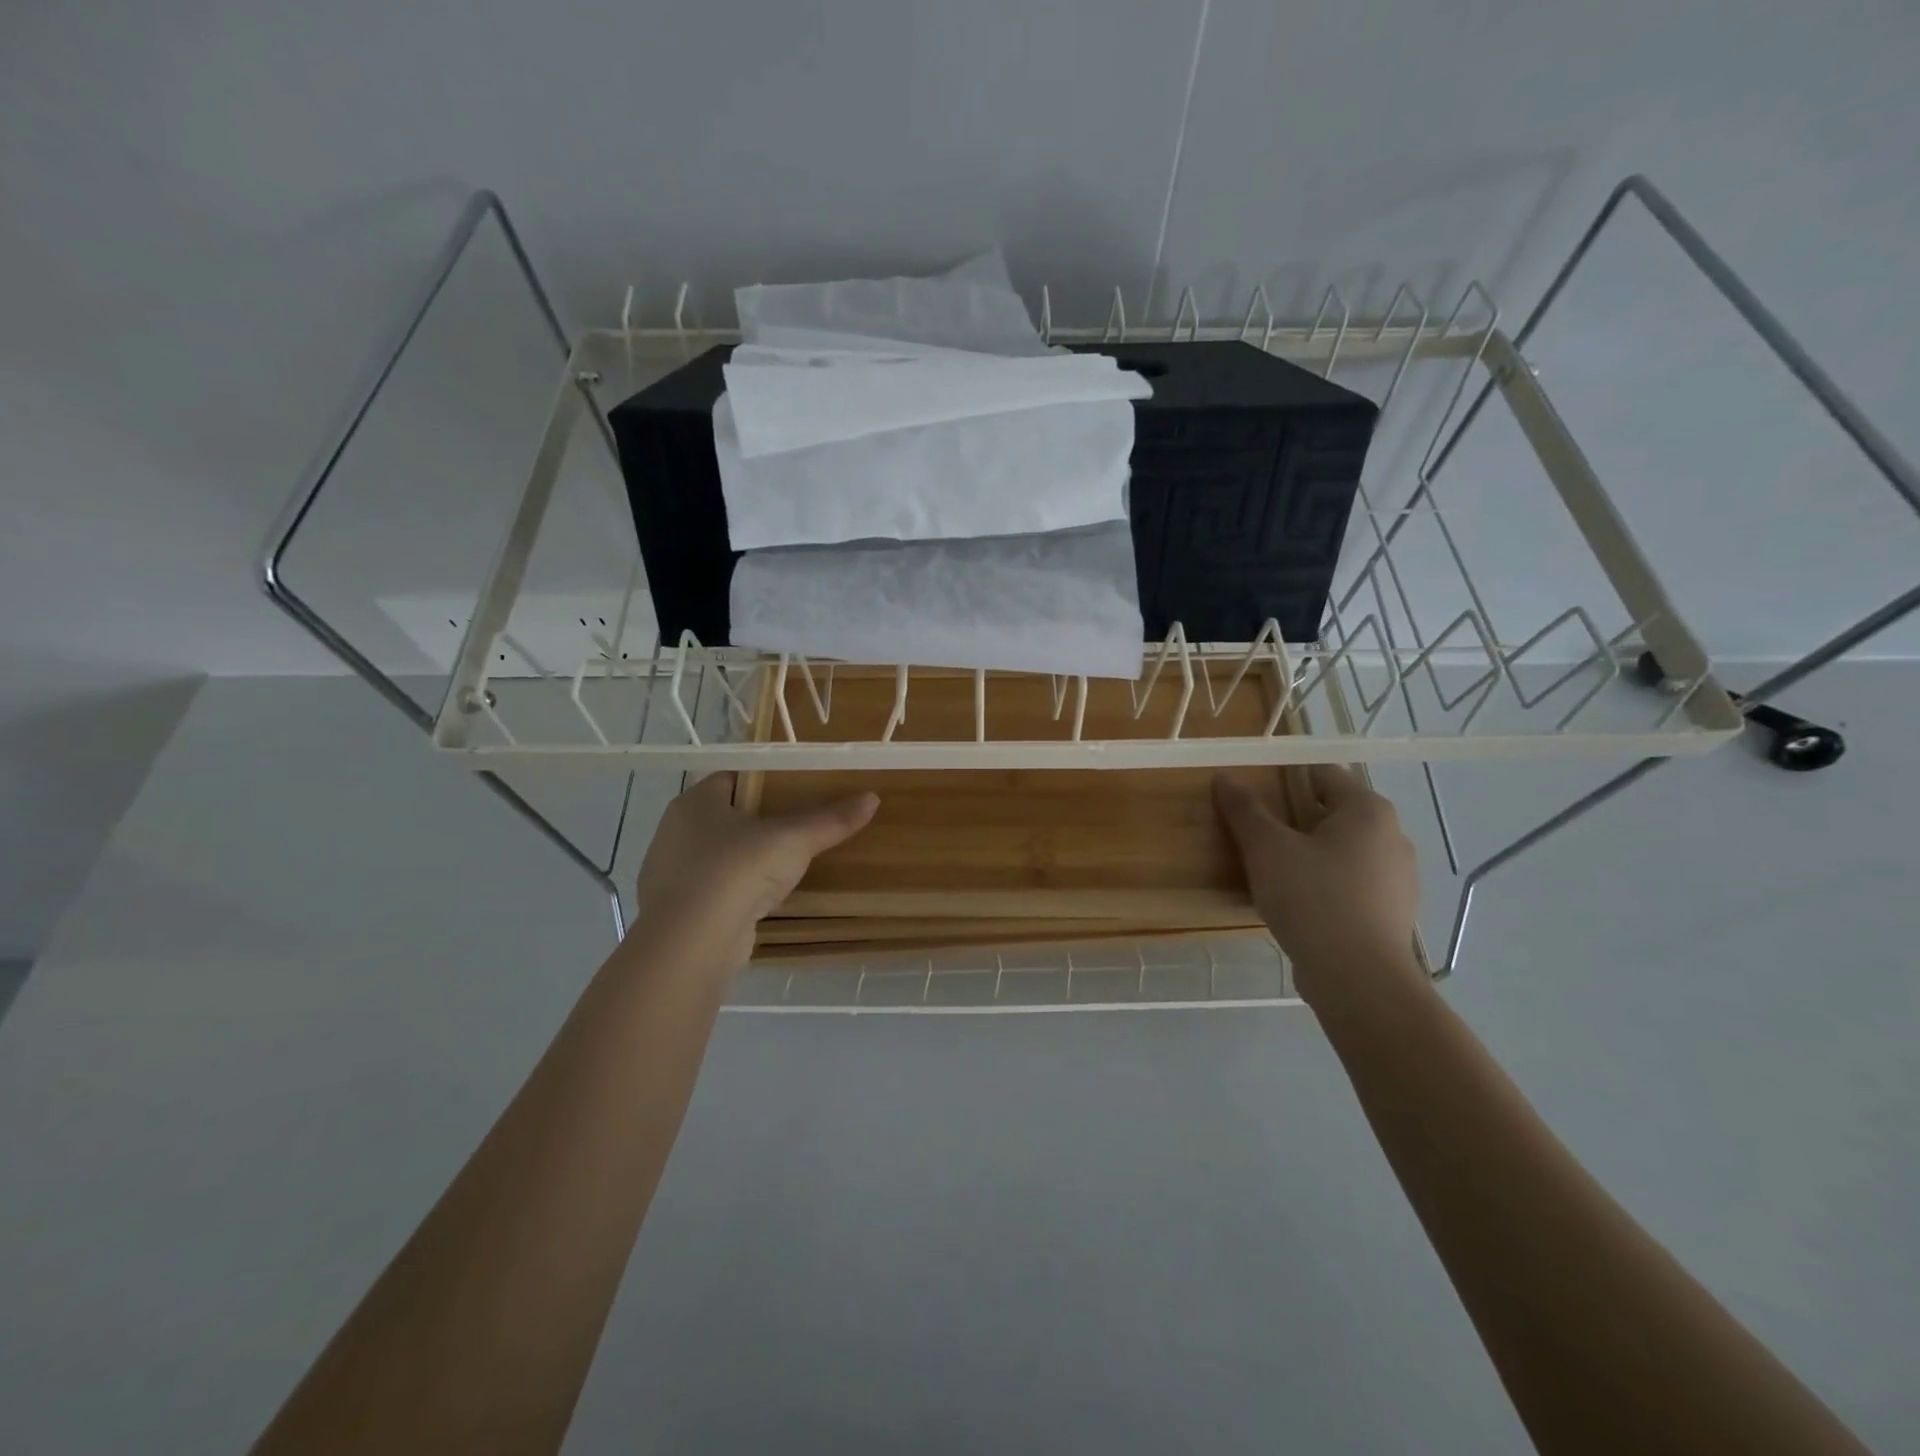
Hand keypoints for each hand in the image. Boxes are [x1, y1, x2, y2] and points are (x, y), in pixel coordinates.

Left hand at [633, 773, 878, 972]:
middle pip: (727, 817)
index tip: (799, 790)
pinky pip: (716, 890)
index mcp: (695, 802)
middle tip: (800, 826)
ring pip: (721, 856)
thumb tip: (872, 798)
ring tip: (788, 864)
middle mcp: (676, 831)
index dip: (766, 781)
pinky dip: (738, 892)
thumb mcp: (793, 839)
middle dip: (761, 822)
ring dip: (748, 860)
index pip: (733, 778)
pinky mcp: (679, 910)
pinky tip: (764, 900)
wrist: (693, 942)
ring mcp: (672, 873)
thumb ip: (831, 819)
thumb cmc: (738, 871)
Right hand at [1213, 764, 1426, 1011]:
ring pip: (1342, 850)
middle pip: (1332, 812)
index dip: (1283, 777)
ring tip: (1270, 869)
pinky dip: (1323, 883)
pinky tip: (1296, 902)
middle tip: (1254, 831)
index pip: (1322, 774)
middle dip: (1293, 818)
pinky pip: (1351, 883)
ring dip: (1308, 852)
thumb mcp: (1267, 849)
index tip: (1251, 793)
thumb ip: (1245, 811)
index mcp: (1368, 810)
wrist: (1359, 980)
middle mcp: (1392, 836)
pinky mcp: (1391, 912)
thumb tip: (1225, 778)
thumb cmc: (1313, 899)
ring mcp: (1398, 878)